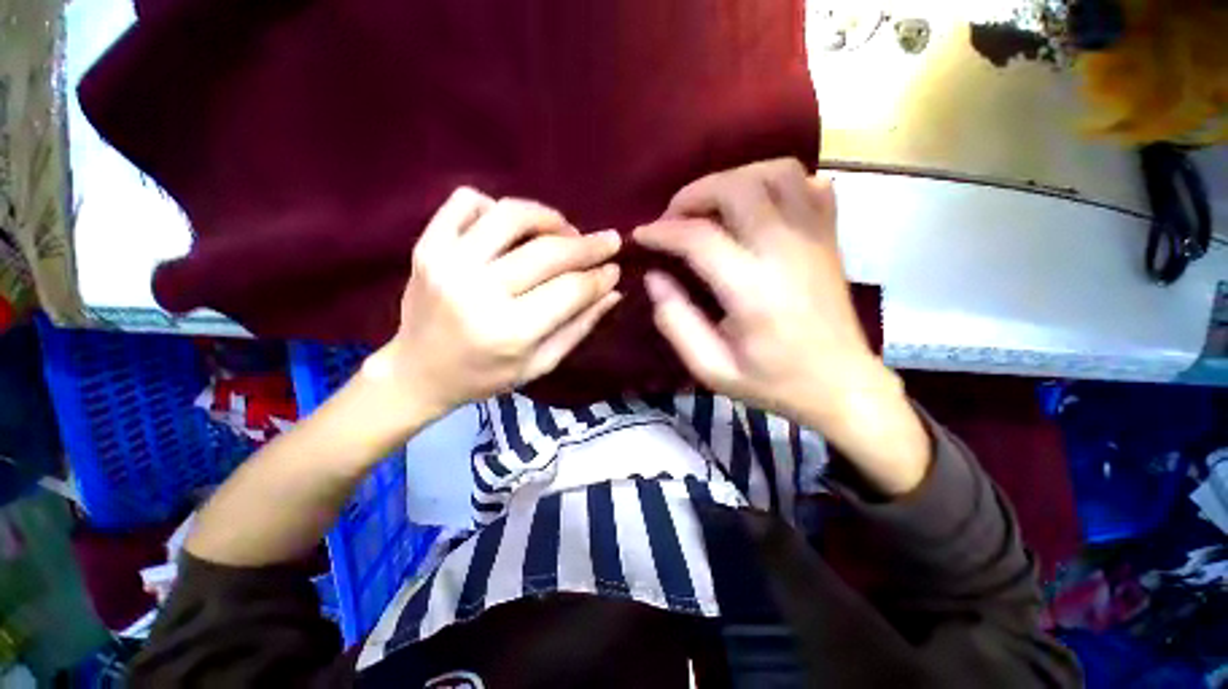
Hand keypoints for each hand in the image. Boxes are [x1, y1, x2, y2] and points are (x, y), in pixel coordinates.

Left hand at [368, 188, 622, 418]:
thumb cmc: (485, 376)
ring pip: (511, 215)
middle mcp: (477, 291)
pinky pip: (466, 202)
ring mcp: (446, 262)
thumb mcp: (540, 364)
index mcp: (509, 331)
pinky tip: (511, 228)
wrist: (418, 372)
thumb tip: (613, 291)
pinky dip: (496, 207)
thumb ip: (579, 327)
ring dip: (548, 217)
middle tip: (608, 241)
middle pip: (548, 251)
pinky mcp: (426, 245)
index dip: (599, 276)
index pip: (570, 289)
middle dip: (588, 245)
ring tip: (564, 231)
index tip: (615, 268)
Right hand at [634, 159, 928, 493]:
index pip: (699, 238)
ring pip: (776, 172)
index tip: (641, 236)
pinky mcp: (828, 237)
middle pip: (737, 188)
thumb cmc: (773, 382)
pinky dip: (775, 183)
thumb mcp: (711, 368)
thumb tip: (654, 277)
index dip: (662, 232)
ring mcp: (814, 238)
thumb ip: (676, 321)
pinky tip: (756, 206)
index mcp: (753, 290)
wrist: (841, 385)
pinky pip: (808, 185)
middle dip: (694, 194)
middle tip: (673, 218)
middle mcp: (785, 251)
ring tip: (711, 207)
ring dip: (734, 180)